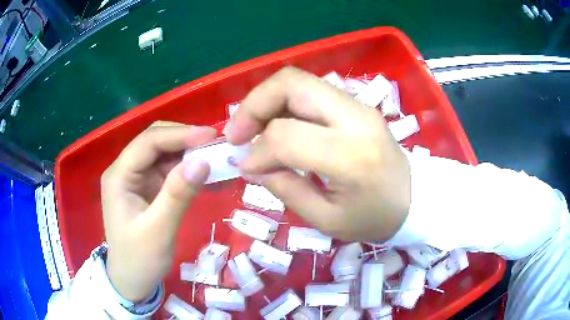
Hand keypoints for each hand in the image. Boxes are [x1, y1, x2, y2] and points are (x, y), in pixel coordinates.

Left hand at [101, 121, 215, 301]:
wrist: (132, 281)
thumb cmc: (139, 260)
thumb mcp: (158, 231)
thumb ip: (177, 195)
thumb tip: (203, 161)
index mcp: (119, 176)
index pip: (148, 142)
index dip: (179, 135)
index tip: (211, 137)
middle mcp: (126, 170)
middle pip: (156, 141)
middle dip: (185, 139)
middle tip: (216, 145)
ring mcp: (137, 179)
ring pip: (165, 153)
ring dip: (190, 154)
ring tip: (218, 158)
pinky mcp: (148, 189)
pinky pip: (170, 171)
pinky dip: (189, 170)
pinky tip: (208, 175)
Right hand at [225, 67, 410, 241]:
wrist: (414, 199)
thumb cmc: (375, 218)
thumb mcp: (327, 220)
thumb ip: (286, 189)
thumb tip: (251, 164)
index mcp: (351, 156)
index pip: (286, 135)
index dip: (257, 149)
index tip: (245, 166)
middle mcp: (355, 118)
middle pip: (291, 83)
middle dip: (253, 104)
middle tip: (236, 133)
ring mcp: (358, 105)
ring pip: (298, 80)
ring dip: (266, 100)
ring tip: (252, 129)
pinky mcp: (356, 104)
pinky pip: (310, 91)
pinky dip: (283, 103)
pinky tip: (276, 125)